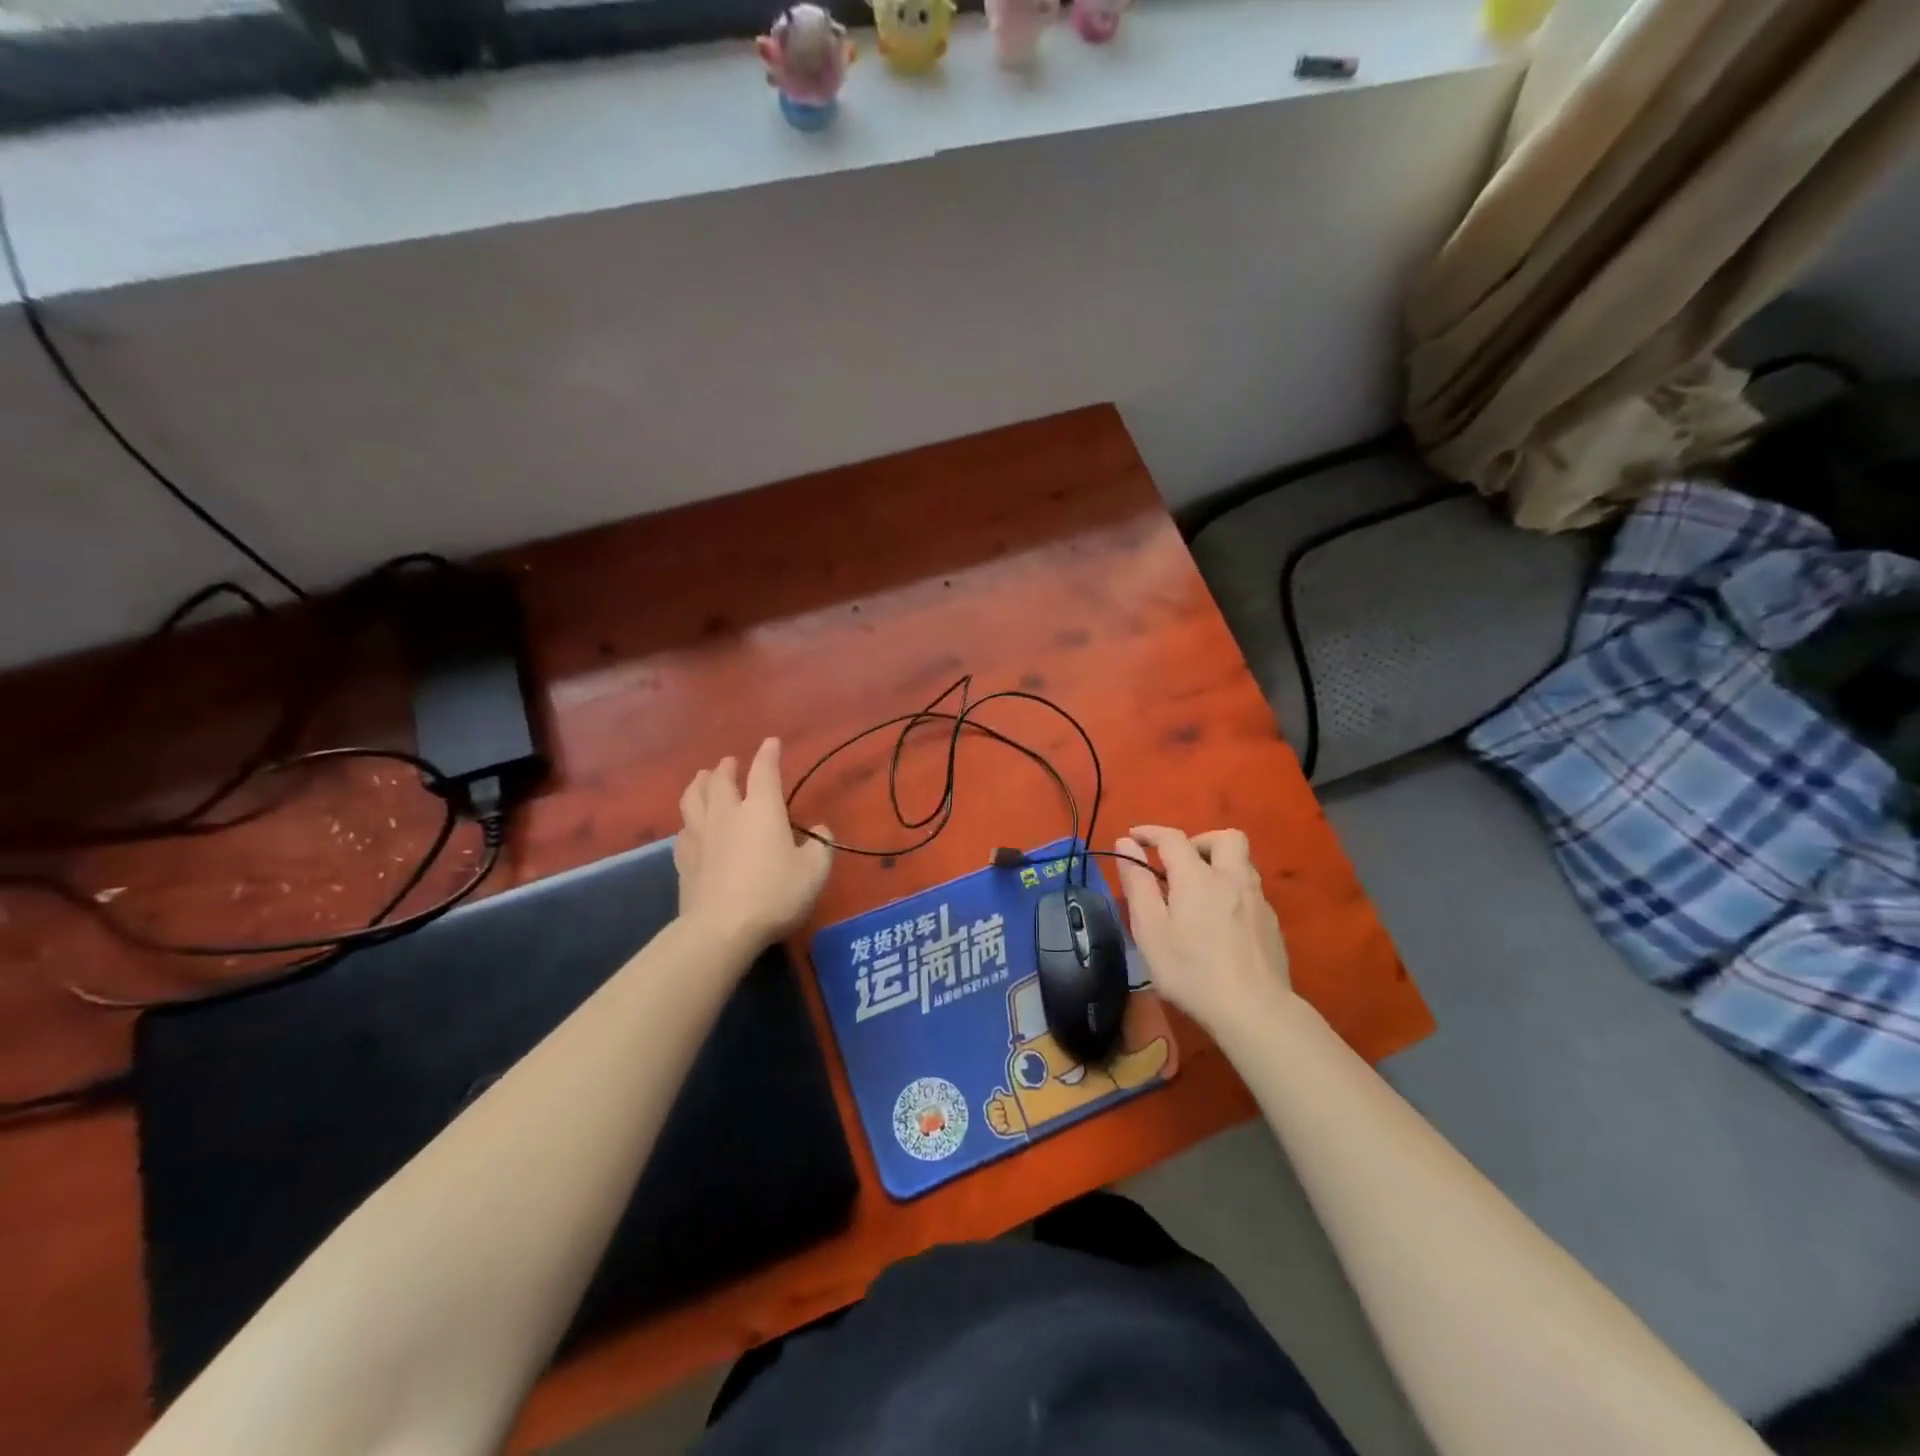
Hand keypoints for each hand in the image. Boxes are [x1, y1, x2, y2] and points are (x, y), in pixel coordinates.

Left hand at [674, 738, 832, 951]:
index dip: (768, 754)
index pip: (764, 771)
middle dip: (727, 767)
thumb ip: (820, 846)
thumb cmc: (775, 894)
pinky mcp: (684, 859)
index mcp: (761, 810)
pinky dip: (688, 821)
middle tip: (730, 762)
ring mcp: (700, 835)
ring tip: (703, 779)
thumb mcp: (814, 872)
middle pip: (721, 780)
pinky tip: (690, 827)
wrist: (721, 928)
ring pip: (693, 798)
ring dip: (699, 784)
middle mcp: (727, 814)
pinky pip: (683, 830)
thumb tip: (819, 830)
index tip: (771, 743)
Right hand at [1111, 825, 1290, 1033]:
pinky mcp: (1271, 924)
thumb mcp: (1150, 930)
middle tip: (1179, 866)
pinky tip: (1220, 924)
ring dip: (1218, 867)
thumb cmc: (1192, 970)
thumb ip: (1138, 883)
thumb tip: (1126, 844)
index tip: (1134, 836)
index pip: (1173, 838)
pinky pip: (1250, 892)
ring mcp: (1258, 901)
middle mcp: (1233, 878)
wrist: (1254, 1011)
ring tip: (1197, 896)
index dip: (1150, 832)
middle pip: (1225, 838)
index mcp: (1198, 876)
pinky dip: (1231, 893)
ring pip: (1242, 864)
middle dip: (1199, 841)